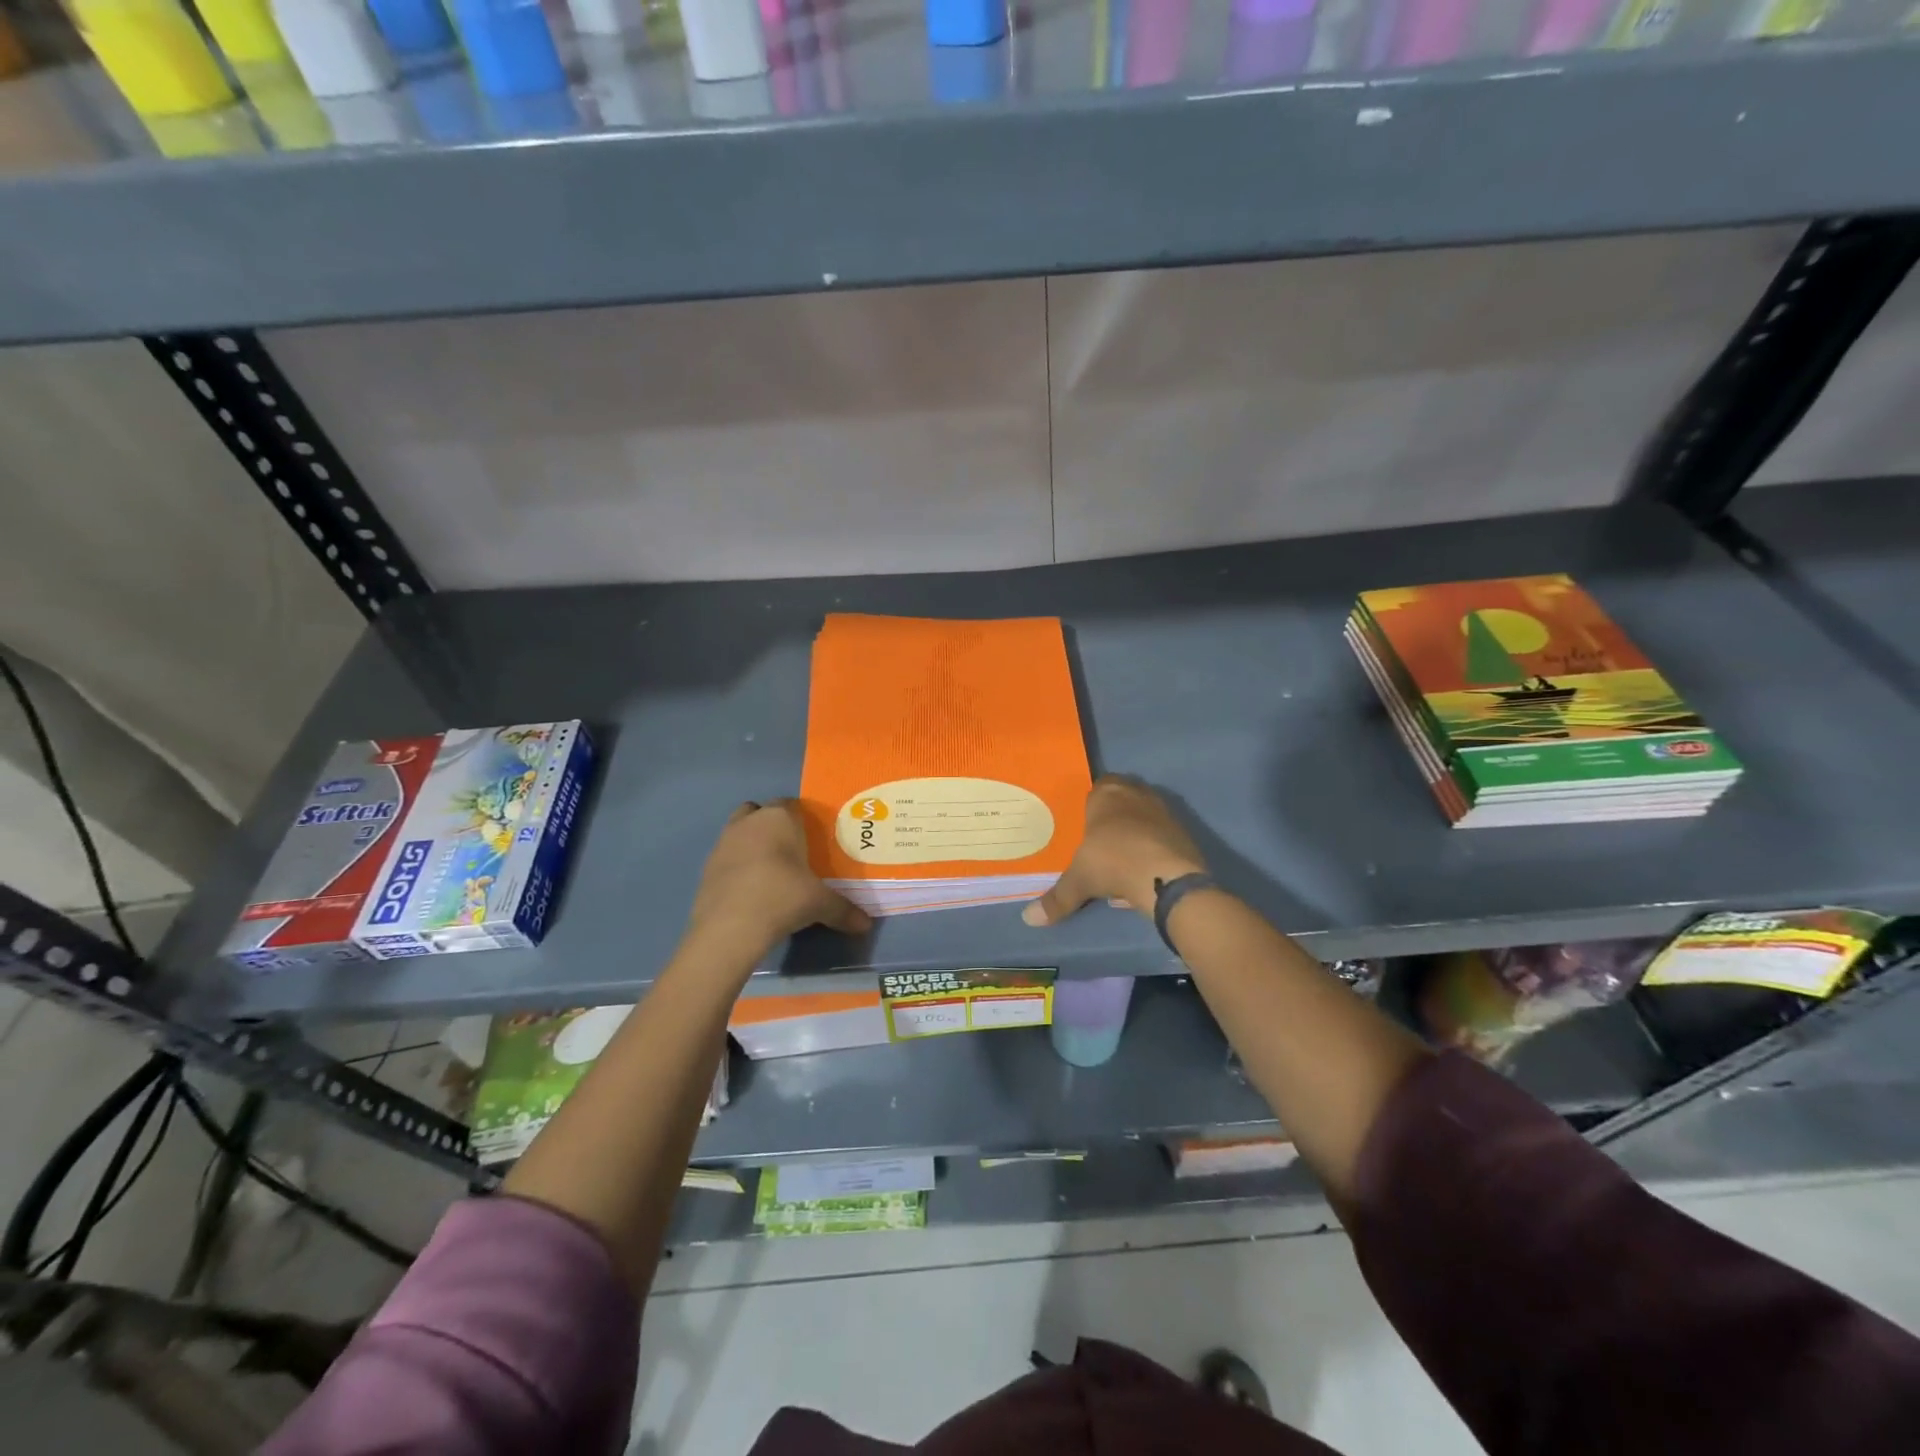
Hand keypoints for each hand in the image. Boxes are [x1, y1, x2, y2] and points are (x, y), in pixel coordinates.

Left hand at [685, 801, 872, 961]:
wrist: (730, 927)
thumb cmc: (783, 898)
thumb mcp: (820, 904)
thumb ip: (844, 910)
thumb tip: (866, 925)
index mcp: (780, 819)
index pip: (791, 804)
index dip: (801, 819)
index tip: (811, 839)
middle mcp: (750, 822)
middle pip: (760, 812)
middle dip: (771, 825)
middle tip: (789, 851)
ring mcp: (723, 842)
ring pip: (739, 831)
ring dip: (751, 843)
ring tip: (768, 872)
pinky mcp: (706, 865)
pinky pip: (726, 856)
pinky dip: (736, 866)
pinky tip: (749, 890)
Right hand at [1022, 776, 1207, 926]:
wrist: (1167, 878)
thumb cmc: (1113, 863)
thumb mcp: (1079, 881)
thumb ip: (1056, 899)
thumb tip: (1029, 919)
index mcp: (1107, 794)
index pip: (1098, 787)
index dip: (1092, 804)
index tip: (1085, 823)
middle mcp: (1136, 795)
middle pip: (1123, 797)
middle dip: (1114, 815)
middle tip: (1102, 839)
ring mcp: (1164, 811)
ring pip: (1145, 815)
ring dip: (1136, 831)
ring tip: (1123, 857)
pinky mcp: (1184, 832)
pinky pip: (1162, 836)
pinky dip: (1153, 848)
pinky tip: (1144, 871)